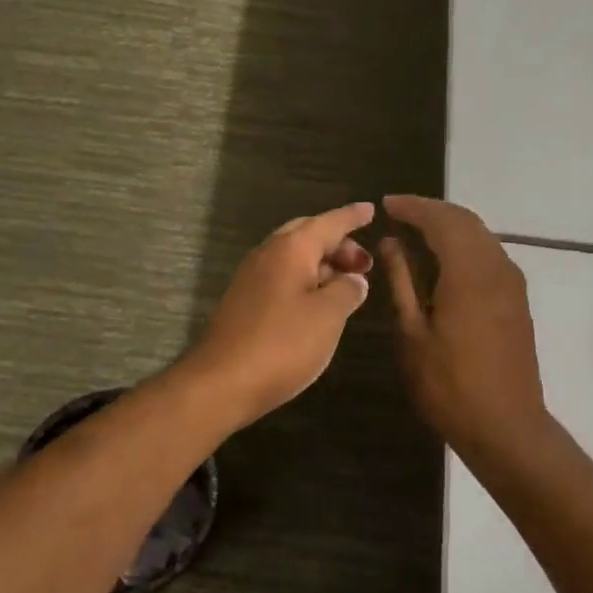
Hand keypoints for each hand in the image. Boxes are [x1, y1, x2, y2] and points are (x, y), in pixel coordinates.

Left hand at [184, 203, 375, 429]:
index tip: (371, 210)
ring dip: (321, 264)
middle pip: (307, 235)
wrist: (221, 382)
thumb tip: (354, 280)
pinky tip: (317, 304)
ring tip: (346, 285)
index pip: (328, 223)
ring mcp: (251, 278)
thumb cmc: (282, 344)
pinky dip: (304, 281)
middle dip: (338, 244)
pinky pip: (281, 278)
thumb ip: (347, 291)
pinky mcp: (243, 302)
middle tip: (363, 263)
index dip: (352, 217)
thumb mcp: (328, 317)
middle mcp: (267, 254)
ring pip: (293, 258)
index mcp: (291, 249)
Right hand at [379, 195, 552, 464]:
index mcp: (469, 272)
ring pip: (481, 236)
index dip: (413, 207)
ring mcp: (512, 283)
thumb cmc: (449, 385)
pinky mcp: (517, 300)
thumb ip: (402, 281)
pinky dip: (464, 246)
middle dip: (432, 211)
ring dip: (450, 227)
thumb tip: (392, 243)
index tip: (386, 204)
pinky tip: (444, 261)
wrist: (506, 426)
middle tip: (399, 213)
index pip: (441, 220)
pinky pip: (489, 255)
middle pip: (465, 221)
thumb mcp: (413, 333)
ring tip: (417, 232)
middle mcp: (497, 267)